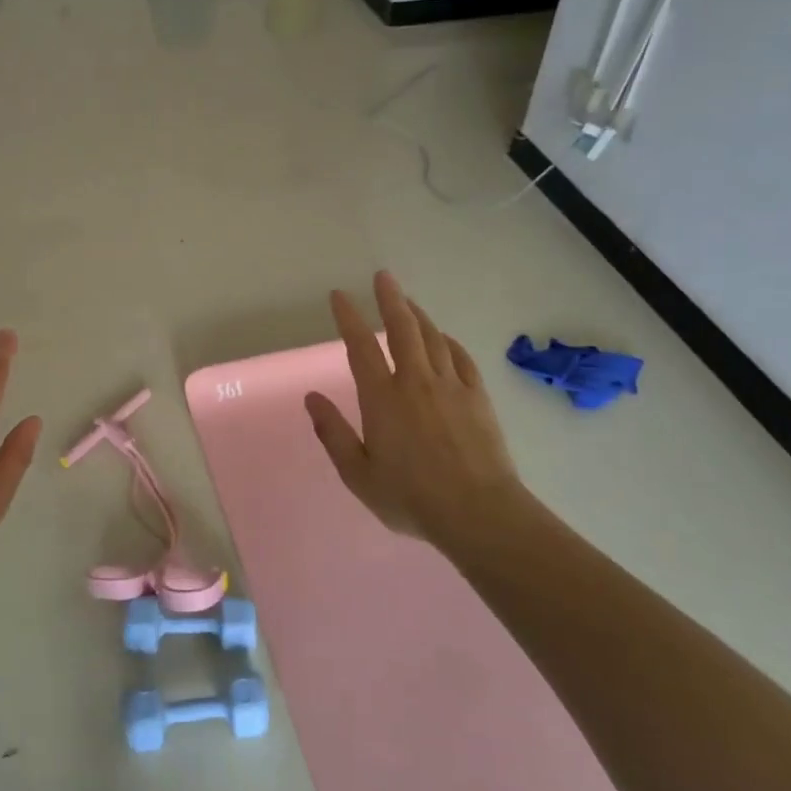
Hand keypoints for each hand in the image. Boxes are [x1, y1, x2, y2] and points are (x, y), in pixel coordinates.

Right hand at [305, 271, 522, 551]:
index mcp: (382, 399)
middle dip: (390, 299)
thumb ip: (333, 433)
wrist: (478, 513)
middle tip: (383, 276)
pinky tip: (443, 338)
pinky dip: (448, 341)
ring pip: (432, 338)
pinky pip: (460, 357)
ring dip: (418, 314)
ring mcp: (451, 386)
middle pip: (402, 329)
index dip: (349, 318)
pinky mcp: (477, 397)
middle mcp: (415, 382)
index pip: (361, 347)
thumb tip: (312, 398)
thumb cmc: (411, 498)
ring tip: (407, 300)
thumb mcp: (358, 474)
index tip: (339, 296)